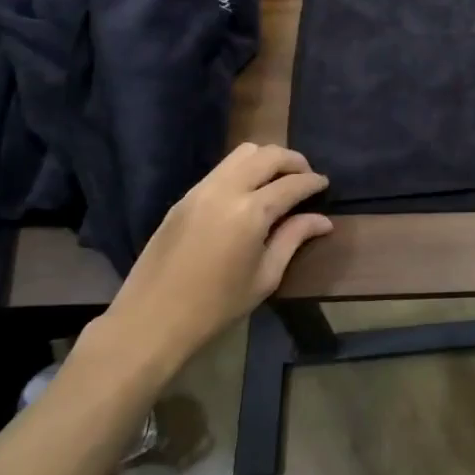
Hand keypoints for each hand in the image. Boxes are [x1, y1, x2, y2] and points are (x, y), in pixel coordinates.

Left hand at [92, 143, 330, 383]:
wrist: (150, 321)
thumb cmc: (216, 307)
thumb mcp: (265, 277)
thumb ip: (293, 239)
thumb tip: (322, 220)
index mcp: (251, 212)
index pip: (292, 183)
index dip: (313, 182)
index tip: (325, 185)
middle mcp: (227, 190)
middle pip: (269, 154)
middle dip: (294, 161)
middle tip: (305, 177)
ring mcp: (201, 190)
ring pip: (242, 152)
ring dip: (267, 159)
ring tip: (278, 180)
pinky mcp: (184, 197)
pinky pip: (221, 169)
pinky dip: (243, 169)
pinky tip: (249, 192)